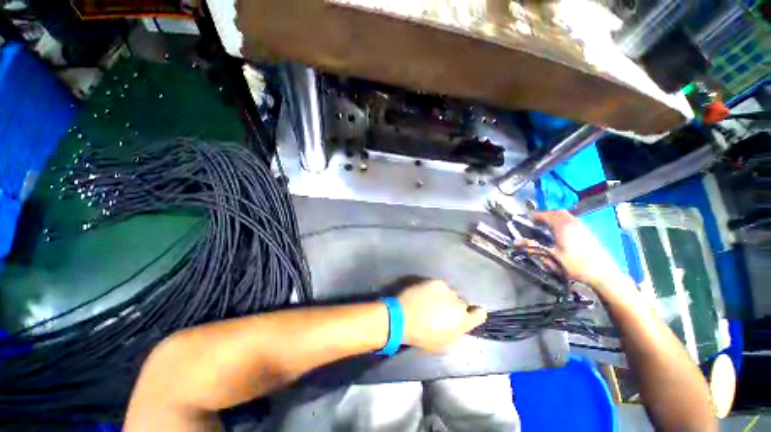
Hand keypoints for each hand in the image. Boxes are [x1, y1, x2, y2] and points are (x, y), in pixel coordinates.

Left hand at [397, 280, 486, 352]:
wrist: (403, 317)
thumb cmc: (423, 336)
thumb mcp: (443, 345)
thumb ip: (456, 335)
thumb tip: (459, 328)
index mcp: (463, 320)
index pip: (480, 314)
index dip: (476, 314)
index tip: (470, 315)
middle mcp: (458, 302)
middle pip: (462, 303)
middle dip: (455, 307)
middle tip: (442, 311)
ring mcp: (446, 290)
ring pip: (450, 293)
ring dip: (445, 297)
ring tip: (432, 302)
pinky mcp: (435, 281)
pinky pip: (440, 286)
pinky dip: (435, 290)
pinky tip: (425, 295)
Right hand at [531, 210, 625, 290]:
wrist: (603, 275)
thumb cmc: (575, 265)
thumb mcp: (551, 257)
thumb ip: (532, 248)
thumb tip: (516, 242)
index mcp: (563, 226)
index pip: (546, 215)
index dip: (535, 215)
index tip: (527, 218)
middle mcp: (573, 223)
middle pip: (558, 213)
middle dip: (546, 215)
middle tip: (536, 221)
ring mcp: (583, 227)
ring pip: (566, 216)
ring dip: (555, 218)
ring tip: (547, 226)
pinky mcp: (588, 233)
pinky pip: (572, 222)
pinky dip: (563, 222)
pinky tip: (560, 233)